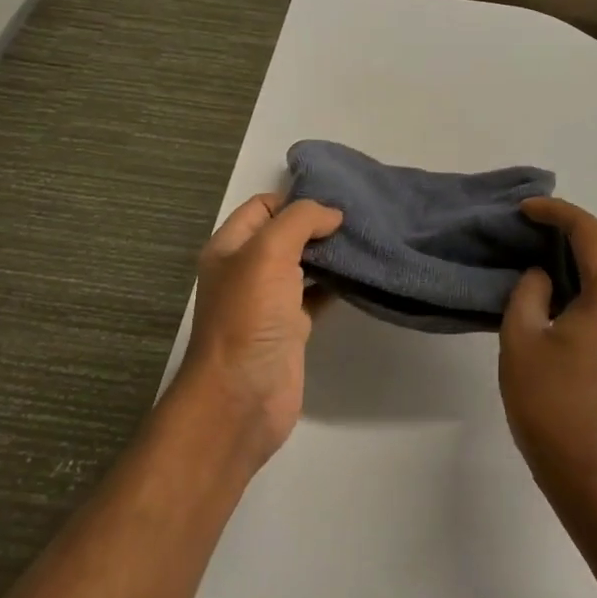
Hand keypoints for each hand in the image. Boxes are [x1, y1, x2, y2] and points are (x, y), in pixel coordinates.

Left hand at [175, 192, 342, 468]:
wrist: (242, 398)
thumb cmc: (249, 318)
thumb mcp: (268, 253)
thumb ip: (300, 221)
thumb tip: (332, 214)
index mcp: (230, 247)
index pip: (263, 205)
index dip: (296, 199)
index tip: (335, 201)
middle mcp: (247, 269)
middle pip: (286, 233)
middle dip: (319, 224)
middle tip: (360, 218)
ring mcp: (268, 301)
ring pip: (304, 264)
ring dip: (331, 253)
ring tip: (366, 240)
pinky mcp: (290, 327)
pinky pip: (316, 294)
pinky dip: (336, 284)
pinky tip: (360, 276)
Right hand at [499, 198, 596, 521]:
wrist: (590, 472)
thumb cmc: (551, 405)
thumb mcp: (521, 340)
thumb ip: (528, 293)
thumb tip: (542, 276)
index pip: (589, 231)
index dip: (555, 211)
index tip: (523, 210)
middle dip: (578, 225)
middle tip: (537, 233)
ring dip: (587, 250)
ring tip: (543, 257)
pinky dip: (592, 275)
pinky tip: (558, 291)